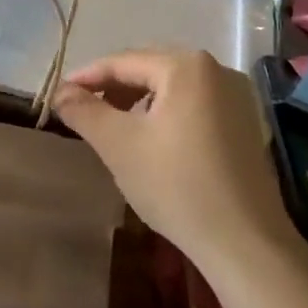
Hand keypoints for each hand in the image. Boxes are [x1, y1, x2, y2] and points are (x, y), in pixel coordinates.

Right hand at [54, 48, 292, 269]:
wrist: (248, 245)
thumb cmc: (178, 186)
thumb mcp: (119, 145)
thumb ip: (84, 111)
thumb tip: (60, 91)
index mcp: (186, 65)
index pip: (123, 62)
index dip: (87, 77)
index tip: (60, 95)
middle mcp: (217, 69)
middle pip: (150, 69)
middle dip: (114, 88)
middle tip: (84, 110)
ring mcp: (237, 96)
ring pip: (173, 87)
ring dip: (140, 101)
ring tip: (116, 127)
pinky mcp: (247, 123)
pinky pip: (195, 104)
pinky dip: (168, 114)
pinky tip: (154, 140)